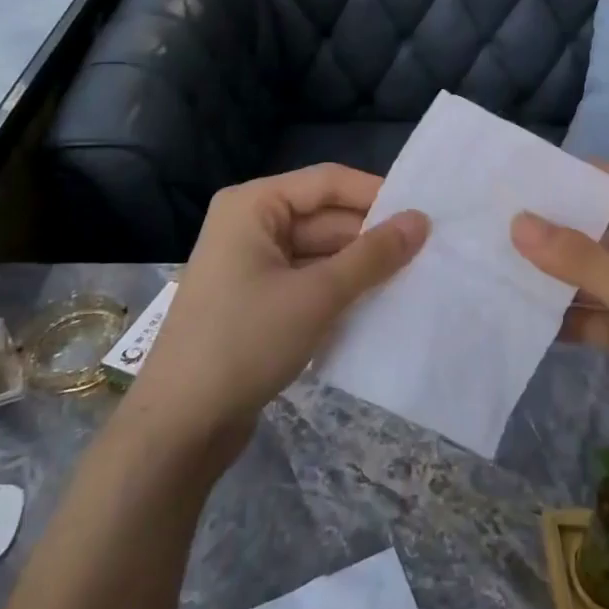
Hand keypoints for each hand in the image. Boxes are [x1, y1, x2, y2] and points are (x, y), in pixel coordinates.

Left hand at [127, 165, 427, 458]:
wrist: (180, 425)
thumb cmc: (244, 342)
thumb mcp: (317, 295)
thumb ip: (373, 256)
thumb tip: (422, 220)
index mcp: (253, 205)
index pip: (327, 182)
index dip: (376, 194)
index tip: (424, 215)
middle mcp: (250, 224)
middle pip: (324, 216)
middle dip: (371, 235)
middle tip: (428, 251)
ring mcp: (252, 264)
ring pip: (320, 251)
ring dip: (359, 266)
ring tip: (413, 277)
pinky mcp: (257, 300)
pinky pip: (308, 279)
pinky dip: (339, 288)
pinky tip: (377, 303)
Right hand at [510, 166, 608, 455]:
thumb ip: (578, 258)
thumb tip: (517, 221)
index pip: (604, 180)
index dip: (562, 176)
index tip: (508, 177)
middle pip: (587, 226)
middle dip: (543, 227)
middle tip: (483, 222)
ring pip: (581, 271)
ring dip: (544, 273)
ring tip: (484, 263)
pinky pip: (584, 311)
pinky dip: (556, 313)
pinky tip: (511, 312)